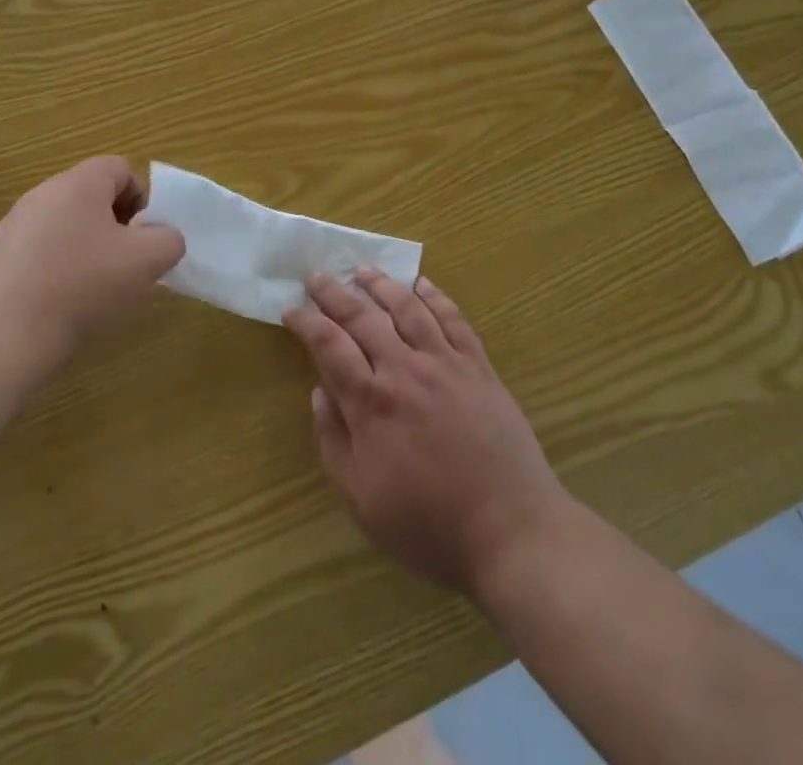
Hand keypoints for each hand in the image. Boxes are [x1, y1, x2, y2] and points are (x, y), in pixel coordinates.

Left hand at [0, 157, 184, 382]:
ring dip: (88, 250)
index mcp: (78, 183)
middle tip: (126, 266)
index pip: (121, 169)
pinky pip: (41, 252)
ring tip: (95, 291)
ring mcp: (14, 226)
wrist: (1, 340)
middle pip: (93, 197)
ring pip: (68, 226)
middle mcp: (42, 193)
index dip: (142, 200)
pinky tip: (61, 305)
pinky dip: (58, 270)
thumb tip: (161, 237)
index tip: (145, 239)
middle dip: (117, 227)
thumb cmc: (82, 288)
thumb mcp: (146, 262)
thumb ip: (168, 240)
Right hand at [283, 272, 567, 597]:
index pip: (329, 345)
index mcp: (371, 403)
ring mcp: (445, 364)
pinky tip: (422, 284)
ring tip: (363, 270)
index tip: (291, 309)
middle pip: (362, 317)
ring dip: (381, 284)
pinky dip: (435, 296)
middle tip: (317, 275)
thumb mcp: (362, 501)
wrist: (511, 532)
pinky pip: (454, 319)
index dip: (306, 322)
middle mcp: (405, 370)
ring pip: (407, 308)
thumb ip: (333, 442)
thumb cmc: (429, 526)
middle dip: (334, 293)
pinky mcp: (479, 367)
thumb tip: (319, 392)